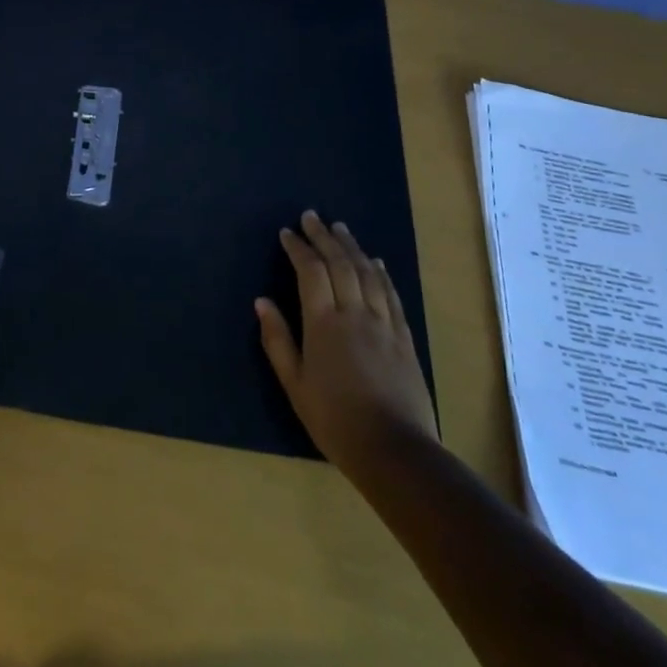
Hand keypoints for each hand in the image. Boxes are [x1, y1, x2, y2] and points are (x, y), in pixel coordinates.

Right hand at [256, 211, 437, 471]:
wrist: (394, 450)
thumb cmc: (334, 420)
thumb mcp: (294, 385)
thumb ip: (277, 340)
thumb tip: (261, 302)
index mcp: (324, 324)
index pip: (310, 272)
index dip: (298, 248)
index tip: (287, 233)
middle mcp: (355, 313)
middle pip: (340, 264)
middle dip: (324, 237)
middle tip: (312, 216)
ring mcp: (383, 323)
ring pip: (367, 273)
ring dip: (352, 247)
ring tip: (340, 228)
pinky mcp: (404, 337)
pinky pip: (391, 295)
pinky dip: (380, 273)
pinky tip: (375, 262)